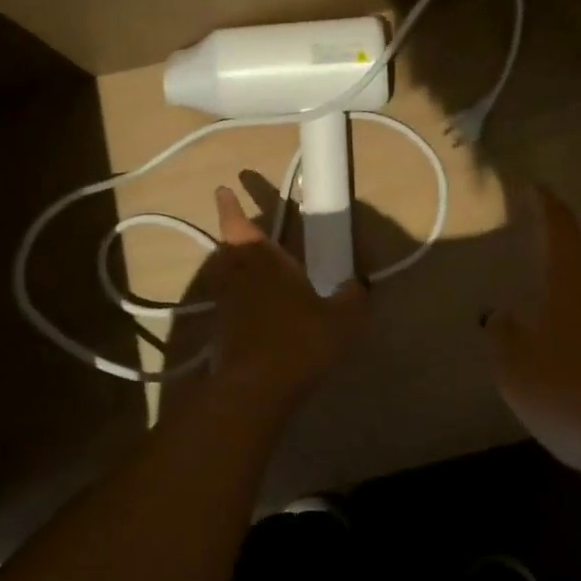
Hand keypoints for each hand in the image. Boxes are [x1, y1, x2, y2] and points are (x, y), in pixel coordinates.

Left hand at [202, 185, 368, 418]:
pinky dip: (238, 299)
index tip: (223, 189)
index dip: (230, 207)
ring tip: (254, 269)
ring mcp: (226, 305)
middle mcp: (239, 276)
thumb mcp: (342, 319)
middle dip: (235, 236)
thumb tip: (359, 282)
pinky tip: (257, 311)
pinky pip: (229, 303)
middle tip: (246, 230)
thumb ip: (353, 297)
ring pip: (226, 276)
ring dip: (234, 267)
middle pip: (229, 249)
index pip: (239, 225)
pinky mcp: (221, 332)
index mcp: (264, 261)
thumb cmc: (298, 341)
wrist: (254, 391)